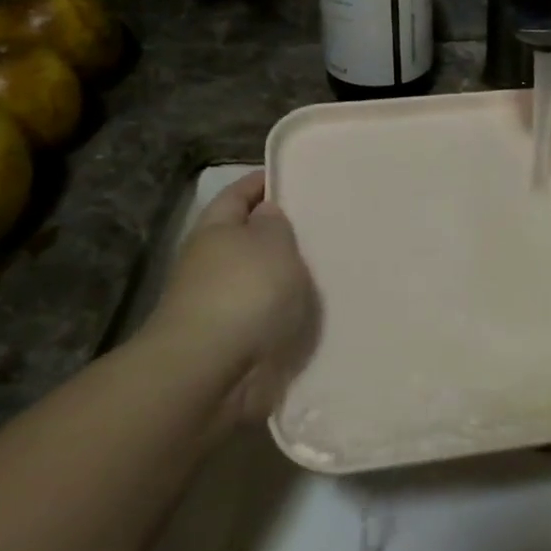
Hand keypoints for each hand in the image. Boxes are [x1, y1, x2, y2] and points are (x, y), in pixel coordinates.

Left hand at [130, 171, 318, 428]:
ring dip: (291, 279)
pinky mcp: (238, 344)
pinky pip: (272, 319)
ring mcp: (223, 307)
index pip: (239, 193)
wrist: (213, 373)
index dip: (265, 182)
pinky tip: (324, 312)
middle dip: (284, 234)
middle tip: (330, 225)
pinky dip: (292, 315)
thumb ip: (275, 224)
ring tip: (336, 268)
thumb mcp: (271, 243)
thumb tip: (266, 213)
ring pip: (264, 282)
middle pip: (251, 240)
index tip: (299, 177)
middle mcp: (213, 265)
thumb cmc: (244, 293)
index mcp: (215, 230)